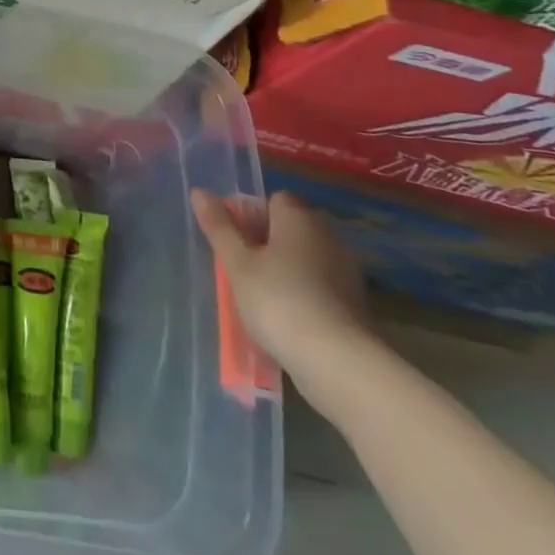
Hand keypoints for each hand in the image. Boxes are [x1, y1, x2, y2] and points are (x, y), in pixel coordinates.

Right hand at [191, 189, 374, 410]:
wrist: (338, 363)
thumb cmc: (279, 301)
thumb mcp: (238, 264)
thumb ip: (219, 227)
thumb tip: (199, 191)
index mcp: (299, 218)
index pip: (274, 200)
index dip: (252, 215)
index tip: (235, 241)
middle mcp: (327, 236)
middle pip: (291, 229)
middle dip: (267, 243)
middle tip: (242, 268)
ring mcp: (346, 271)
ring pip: (306, 258)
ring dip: (285, 270)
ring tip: (260, 296)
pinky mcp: (355, 304)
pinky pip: (320, 286)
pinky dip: (304, 294)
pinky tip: (287, 318)